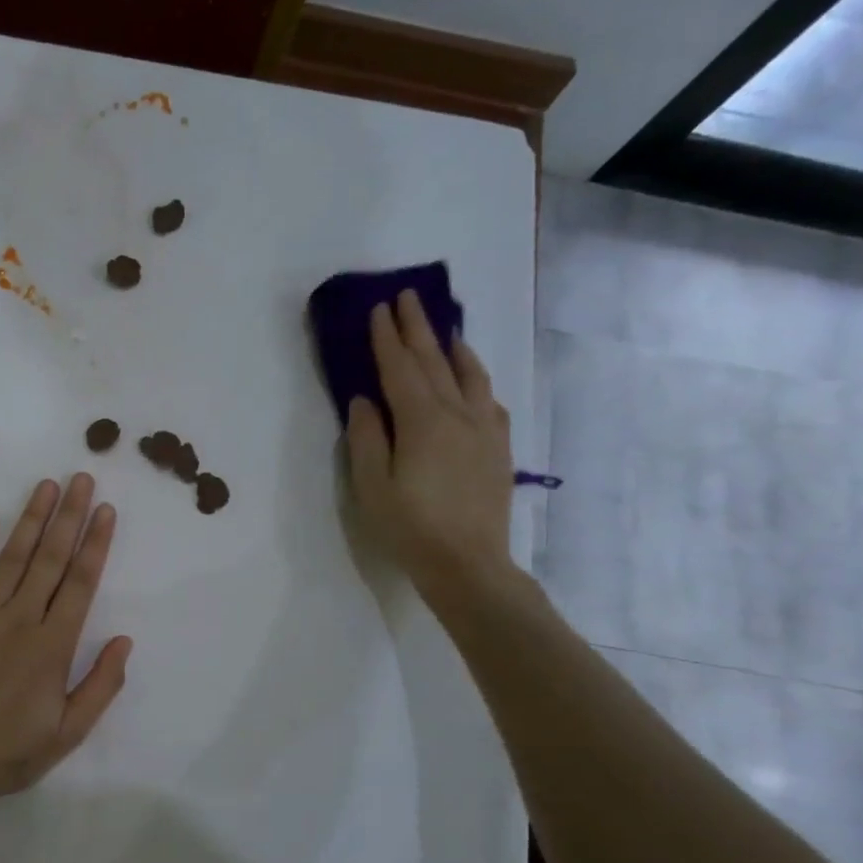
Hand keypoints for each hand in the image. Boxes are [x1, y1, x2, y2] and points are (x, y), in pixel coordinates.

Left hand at [0, 474, 132, 803]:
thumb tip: (124, 640)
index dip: (96, 544)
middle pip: (49, 559)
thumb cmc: (10, 753)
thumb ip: (101, 684)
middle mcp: (19, 621)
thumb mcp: (69, 732)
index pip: (80, 583)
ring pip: (11, 558)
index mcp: (53, 646)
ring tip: (46, 485)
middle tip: (82, 478)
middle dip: (69, 516)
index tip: (106, 510)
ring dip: (31, 519)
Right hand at [346, 290, 518, 608]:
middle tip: (407, 298)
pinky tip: (472, 379)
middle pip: (436, 362)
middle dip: (419, 329)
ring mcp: (484, 430)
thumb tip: (364, 400)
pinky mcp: (498, 448)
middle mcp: (457, 415)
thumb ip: (366, 438)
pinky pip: (488, 399)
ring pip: (469, 375)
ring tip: (444, 329)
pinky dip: (476, 378)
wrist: (468, 563)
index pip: (401, 369)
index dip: (387, 338)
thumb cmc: (410, 528)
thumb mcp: (371, 486)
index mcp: (422, 422)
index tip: (379, 309)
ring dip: (453, 347)